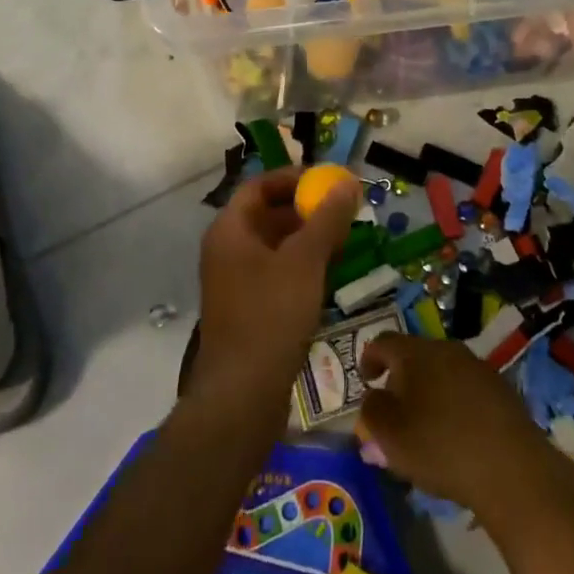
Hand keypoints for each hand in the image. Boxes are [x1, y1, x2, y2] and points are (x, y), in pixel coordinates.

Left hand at [190, 166, 359, 411]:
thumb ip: (327, 219)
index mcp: (229, 230)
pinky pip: (276, 273)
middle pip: (267, 214)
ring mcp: (235, 282)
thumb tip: (346, 183)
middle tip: (343, 210)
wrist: (243, 395)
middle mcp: (227, 251)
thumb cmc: (271, 315)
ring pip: (275, 246)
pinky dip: (301, 266)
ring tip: (344, 240)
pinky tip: (329, 274)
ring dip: (307, 239)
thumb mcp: (305, 260)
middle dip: (306, 209)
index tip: (327, 181)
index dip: (292, 179)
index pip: (258, 186)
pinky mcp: (248, 310)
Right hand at [358, 333, 573, 523]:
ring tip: (425, 426)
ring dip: (428, 391)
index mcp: (415, 352)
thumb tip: (373, 398)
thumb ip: (372, 413)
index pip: (383, 342)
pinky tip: (456, 434)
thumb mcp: (390, 436)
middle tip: (394, 410)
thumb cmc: (440, 447)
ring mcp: (477, 366)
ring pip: (442, 372)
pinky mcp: (501, 389)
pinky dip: (454, 404)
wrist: (512, 468)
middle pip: (414, 355)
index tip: (365, 381)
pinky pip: (466, 389)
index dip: (369, 359)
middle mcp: (446, 349)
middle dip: (400, 379)